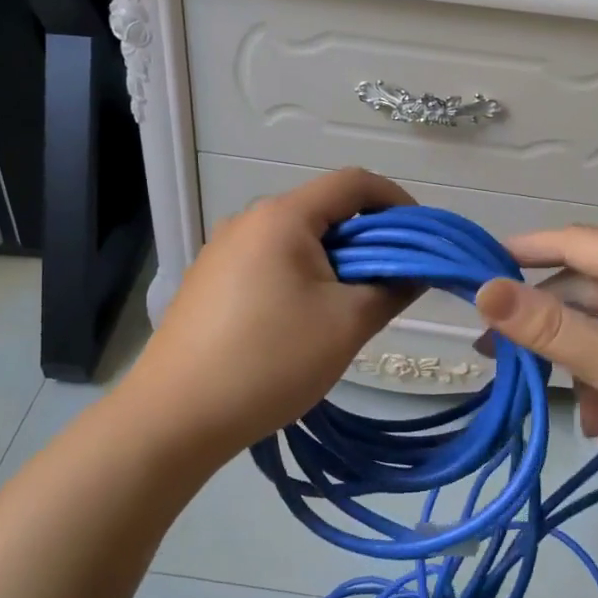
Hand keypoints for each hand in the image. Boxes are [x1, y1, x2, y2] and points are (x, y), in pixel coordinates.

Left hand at [124, 168, 416, 460]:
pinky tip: (302, 322)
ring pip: (296, 240)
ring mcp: (222, 250)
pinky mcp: (209, 280)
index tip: (421, 239)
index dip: (397, 202)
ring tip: (348, 309)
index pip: (354, 183)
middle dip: (368, 240)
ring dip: (334, 262)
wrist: (176, 415)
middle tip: (392, 283)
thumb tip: (413, 272)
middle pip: (323, 211)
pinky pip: (269, 262)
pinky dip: (301, 277)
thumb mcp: (346, 325)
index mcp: (282, 217)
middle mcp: (248, 220)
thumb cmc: (270, 361)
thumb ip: (391, 289)